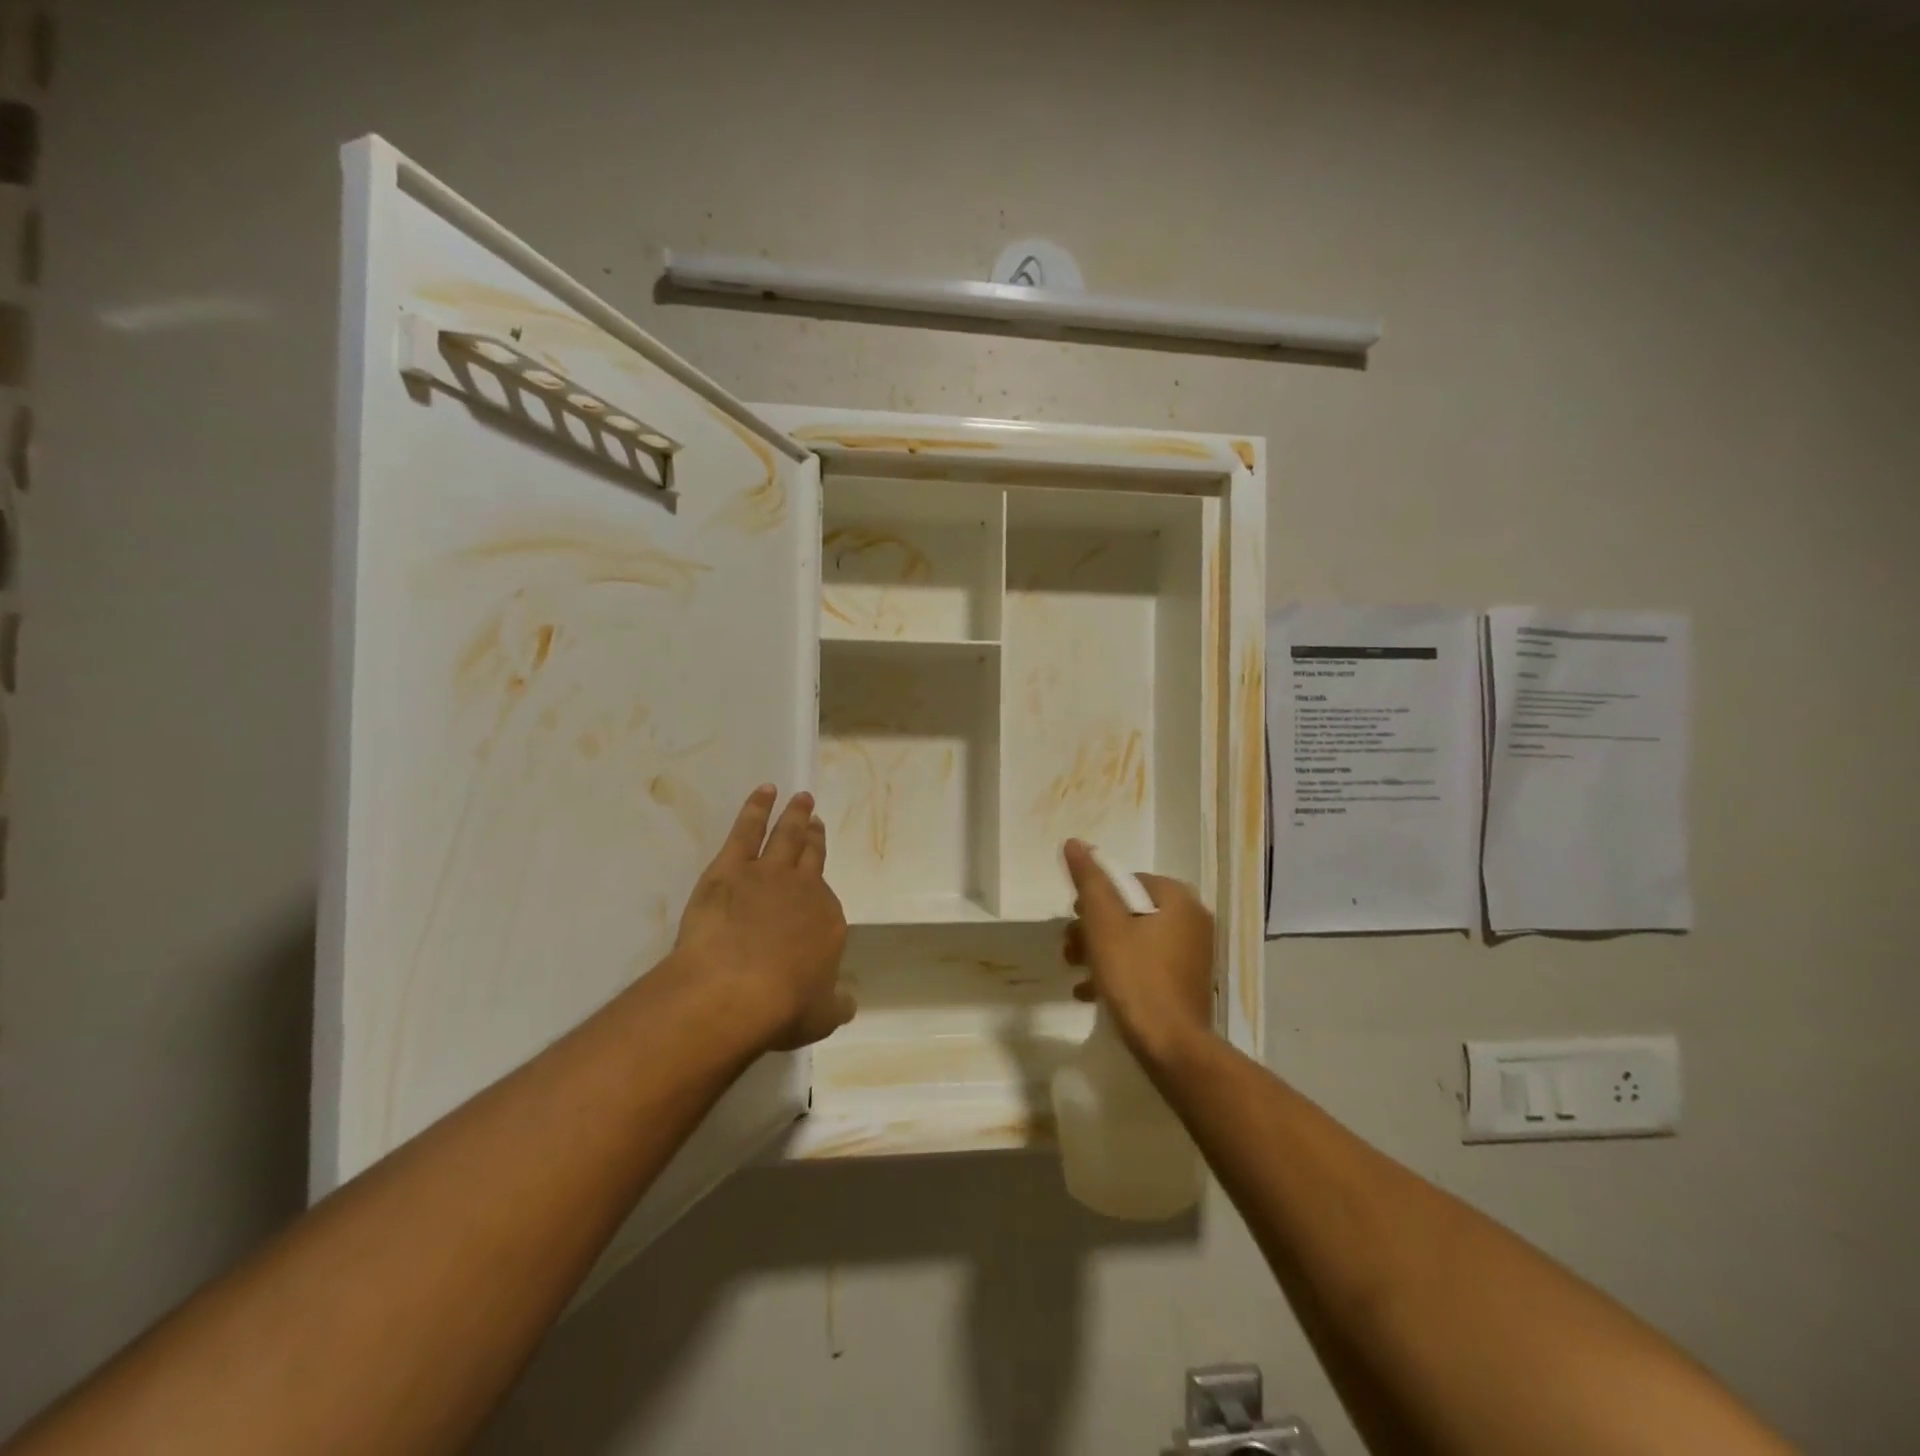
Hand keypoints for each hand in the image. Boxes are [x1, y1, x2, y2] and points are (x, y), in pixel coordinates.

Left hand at [673, 786, 853, 1050]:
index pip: (827, 902)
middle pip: (811, 857)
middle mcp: (805, 890)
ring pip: (786, 836)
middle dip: (815, 838)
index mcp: (828, 922)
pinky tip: (764, 792)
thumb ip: (836, 1004)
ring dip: (794, 816)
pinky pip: (747, 830)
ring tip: (801, 798)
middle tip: (816, 819)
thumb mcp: (821, 1016)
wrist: (733, 989)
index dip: (821, 890)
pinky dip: (756, 808)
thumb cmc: (781, 1007)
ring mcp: (768, 874)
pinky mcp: (731, 867)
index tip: (818, 881)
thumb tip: (847, 1001)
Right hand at [1061, 839, 1214, 1066]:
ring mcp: (1193, 956)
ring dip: (1101, 951)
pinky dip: (1119, 972)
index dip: (1095, 897)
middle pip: (1131, 911)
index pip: (1128, 881)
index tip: (1074, 919)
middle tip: (1070, 948)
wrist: (1171, 1047)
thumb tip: (1074, 842)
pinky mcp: (1186, 985)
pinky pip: (1147, 966)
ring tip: (1075, 971)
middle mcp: (1193, 922)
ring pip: (1136, 940)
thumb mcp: (1103, 922)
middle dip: (1094, 928)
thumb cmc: (1135, 977)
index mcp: (1178, 900)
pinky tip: (1090, 993)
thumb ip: (1089, 880)